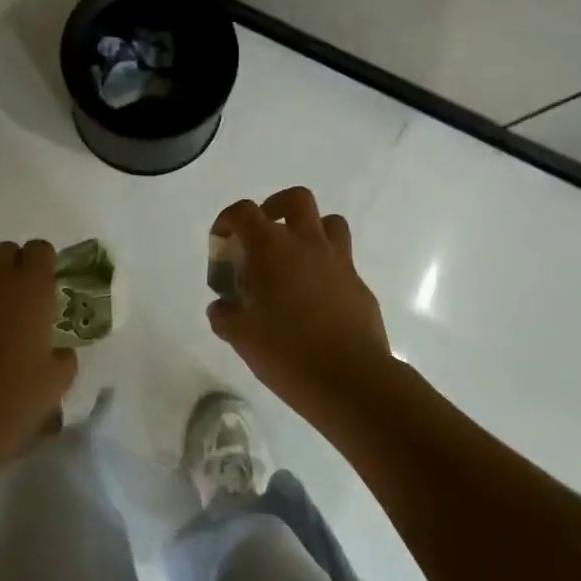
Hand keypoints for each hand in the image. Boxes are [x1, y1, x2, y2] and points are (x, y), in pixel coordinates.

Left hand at [0, 241, 76, 460]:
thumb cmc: (12, 401)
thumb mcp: (57, 383)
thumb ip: (63, 357)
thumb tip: (57, 351)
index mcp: (30, 288)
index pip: (39, 249)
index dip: (44, 264)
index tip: (47, 287)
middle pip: (4, 252)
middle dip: (13, 269)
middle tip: (19, 304)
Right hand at [207, 188, 396, 424]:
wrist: (351, 380)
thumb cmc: (287, 353)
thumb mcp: (241, 337)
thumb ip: (225, 316)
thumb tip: (221, 307)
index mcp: (273, 249)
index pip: (245, 212)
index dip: (228, 219)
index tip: (221, 241)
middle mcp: (308, 245)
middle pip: (296, 199)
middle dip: (275, 207)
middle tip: (262, 236)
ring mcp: (339, 263)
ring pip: (329, 223)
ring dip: (309, 231)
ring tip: (293, 259)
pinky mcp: (359, 285)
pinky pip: (342, 261)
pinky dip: (325, 268)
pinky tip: (314, 300)